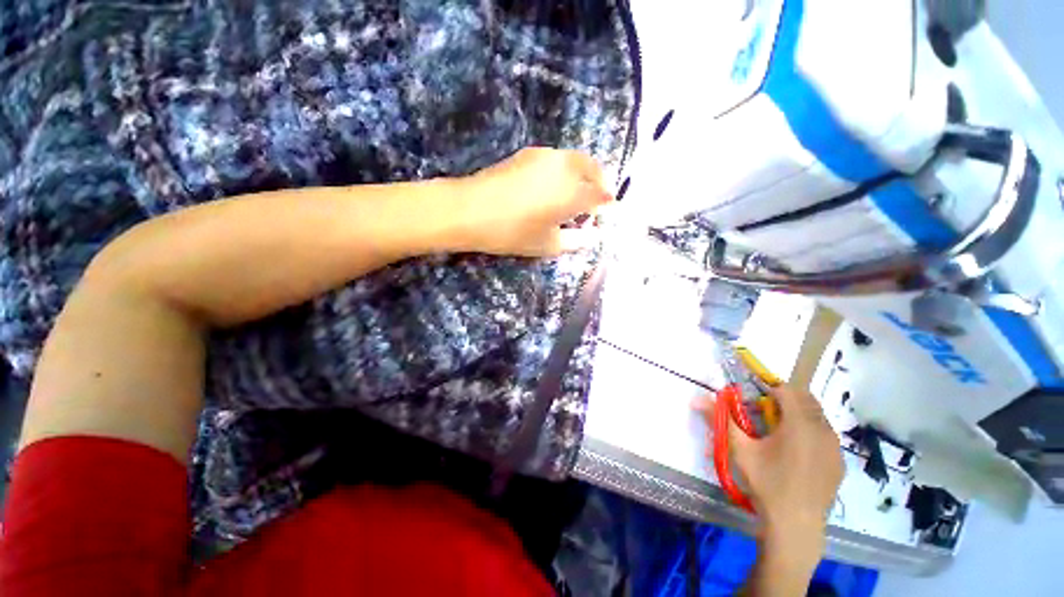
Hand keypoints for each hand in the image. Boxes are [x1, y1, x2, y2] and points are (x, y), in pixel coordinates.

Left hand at [453, 147, 612, 256]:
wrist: (470, 209)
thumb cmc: (513, 232)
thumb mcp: (549, 244)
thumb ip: (577, 240)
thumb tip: (595, 236)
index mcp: (575, 191)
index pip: (602, 195)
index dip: (606, 205)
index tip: (604, 215)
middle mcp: (566, 166)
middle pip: (594, 169)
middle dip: (600, 184)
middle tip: (594, 202)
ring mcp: (546, 155)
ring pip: (576, 161)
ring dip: (583, 175)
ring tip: (575, 195)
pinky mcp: (529, 153)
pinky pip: (558, 159)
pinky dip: (565, 170)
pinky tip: (554, 186)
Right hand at [697, 385, 843, 544]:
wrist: (795, 524)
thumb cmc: (767, 482)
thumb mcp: (740, 449)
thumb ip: (721, 419)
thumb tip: (696, 398)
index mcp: (799, 424)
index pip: (788, 390)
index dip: (770, 390)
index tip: (756, 402)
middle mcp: (823, 430)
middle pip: (806, 400)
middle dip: (785, 400)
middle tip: (765, 414)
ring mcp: (835, 447)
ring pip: (818, 416)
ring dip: (799, 415)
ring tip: (779, 433)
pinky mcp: (839, 462)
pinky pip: (826, 435)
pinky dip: (811, 432)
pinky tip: (796, 453)